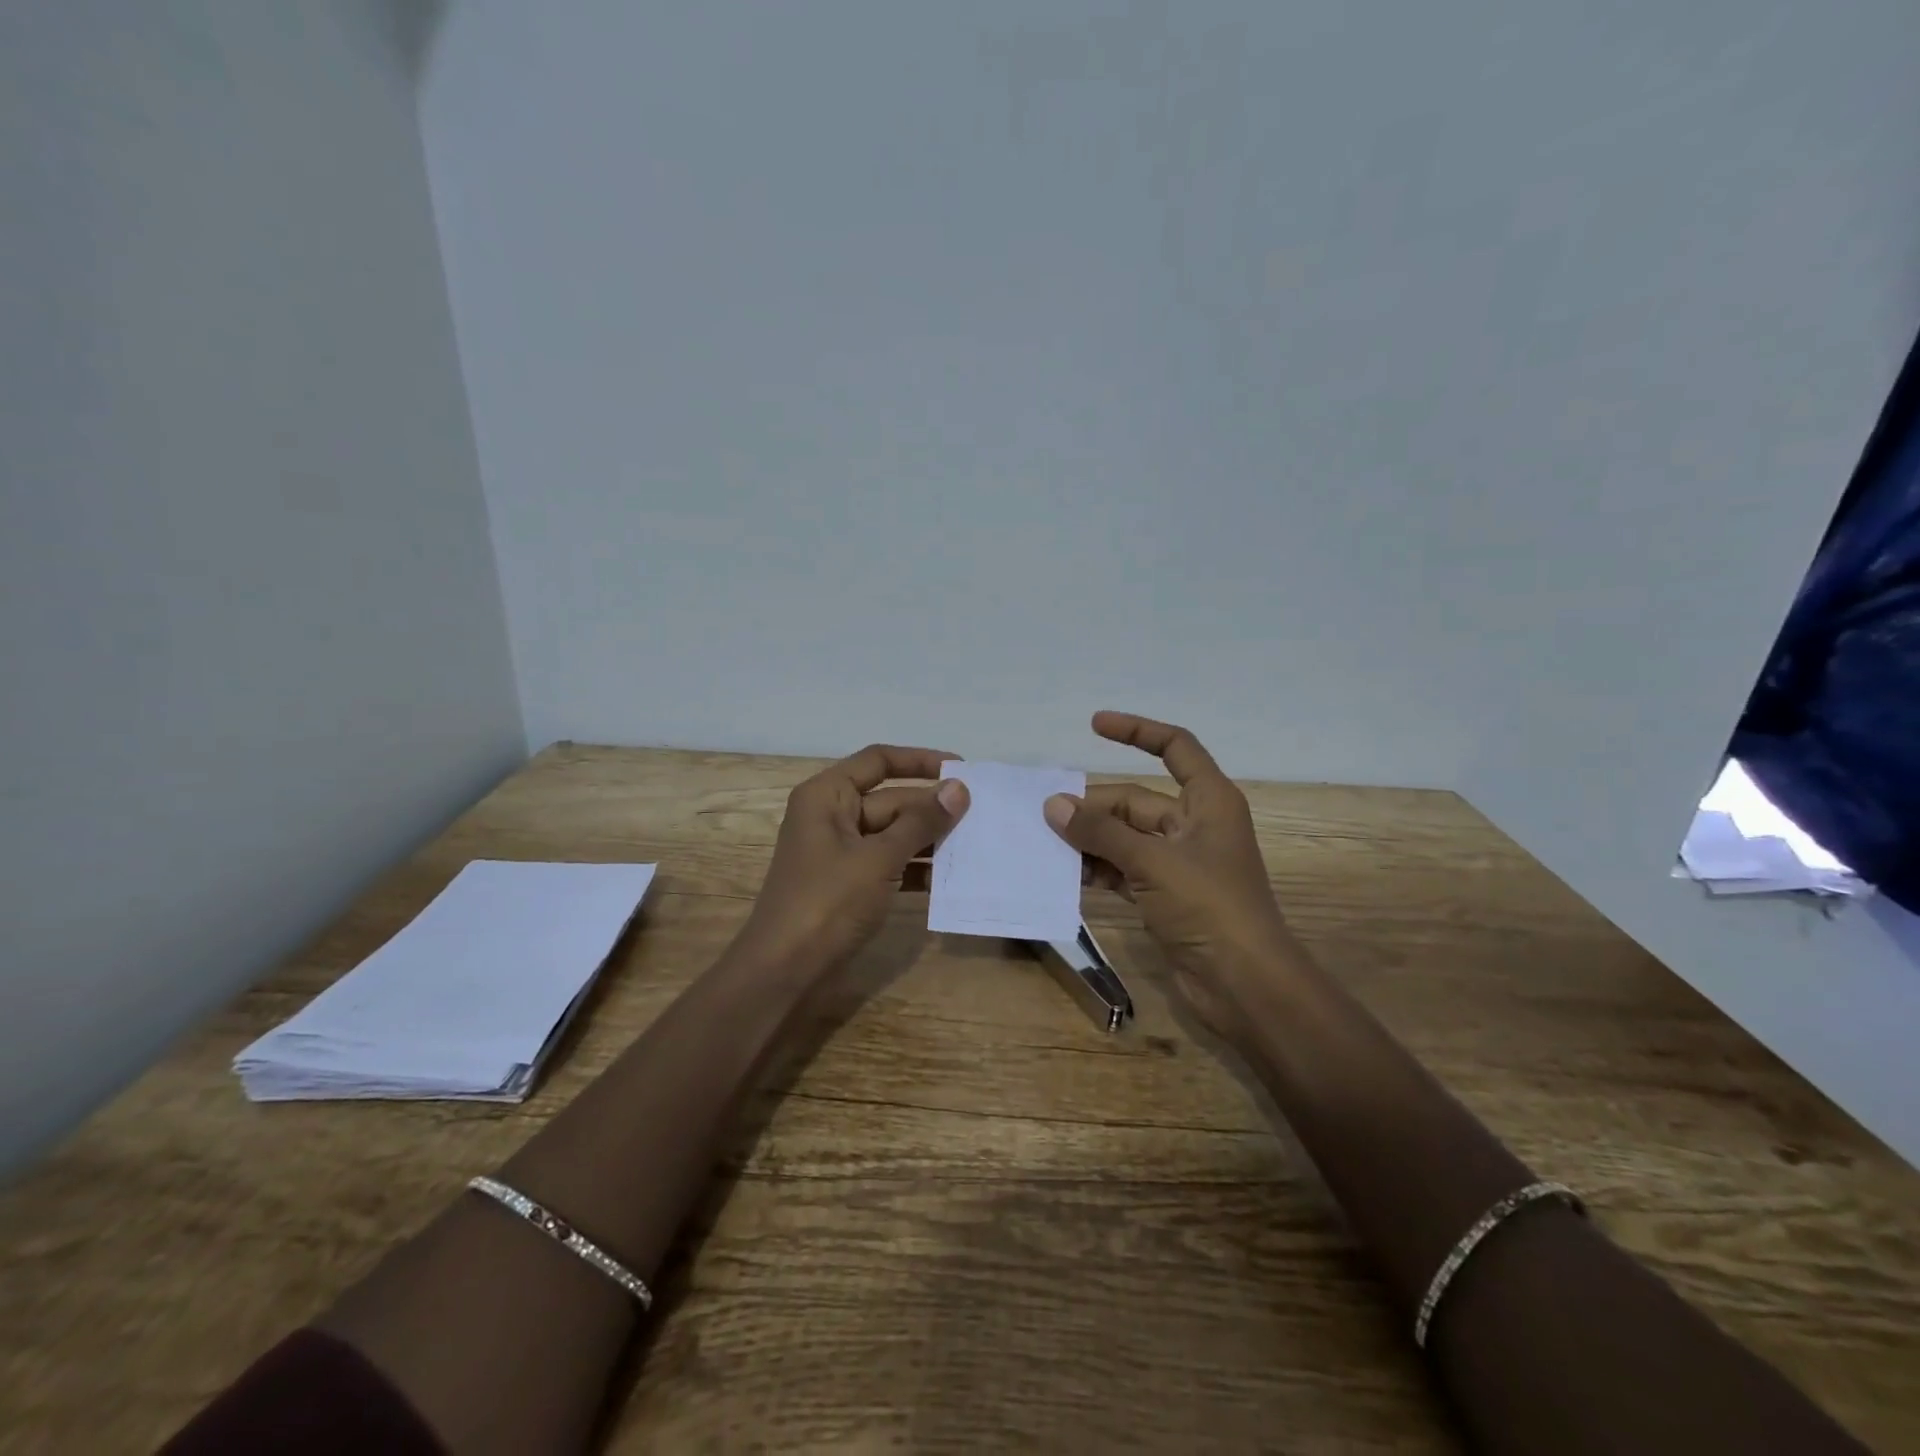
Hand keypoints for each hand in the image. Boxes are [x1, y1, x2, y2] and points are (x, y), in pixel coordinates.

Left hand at [735, 743, 969, 976]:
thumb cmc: (827, 903)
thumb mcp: (878, 858)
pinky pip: (889, 863)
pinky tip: (950, 879)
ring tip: (975, 845)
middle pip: (891, 799)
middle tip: (981, 815)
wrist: (783, 972)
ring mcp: (840, 852)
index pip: (878, 761)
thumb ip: (920, 822)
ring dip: (930, 840)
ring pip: (893, 833)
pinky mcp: (849, 884)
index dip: (920, 760)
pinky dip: (916, 869)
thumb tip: (959, 788)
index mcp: (827, 796)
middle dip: (932, 808)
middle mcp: (832, 816)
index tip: (962, 770)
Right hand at [1044, 712, 1293, 1033]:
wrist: (1244, 985)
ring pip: (1125, 837)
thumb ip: (1100, 832)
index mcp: (1208, 801)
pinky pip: (1124, 870)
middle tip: (1046, 815)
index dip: (1136, 731)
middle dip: (1093, 807)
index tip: (1094, 724)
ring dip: (1090, 840)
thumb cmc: (1209, 907)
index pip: (1175, 746)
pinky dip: (1099, 869)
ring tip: (1046, 842)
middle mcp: (1194, 825)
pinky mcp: (1166, 896)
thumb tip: (1053, 805)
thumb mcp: (1152, 861)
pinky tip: (1066, 874)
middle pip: (1135, 801)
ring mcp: (1179, 863)